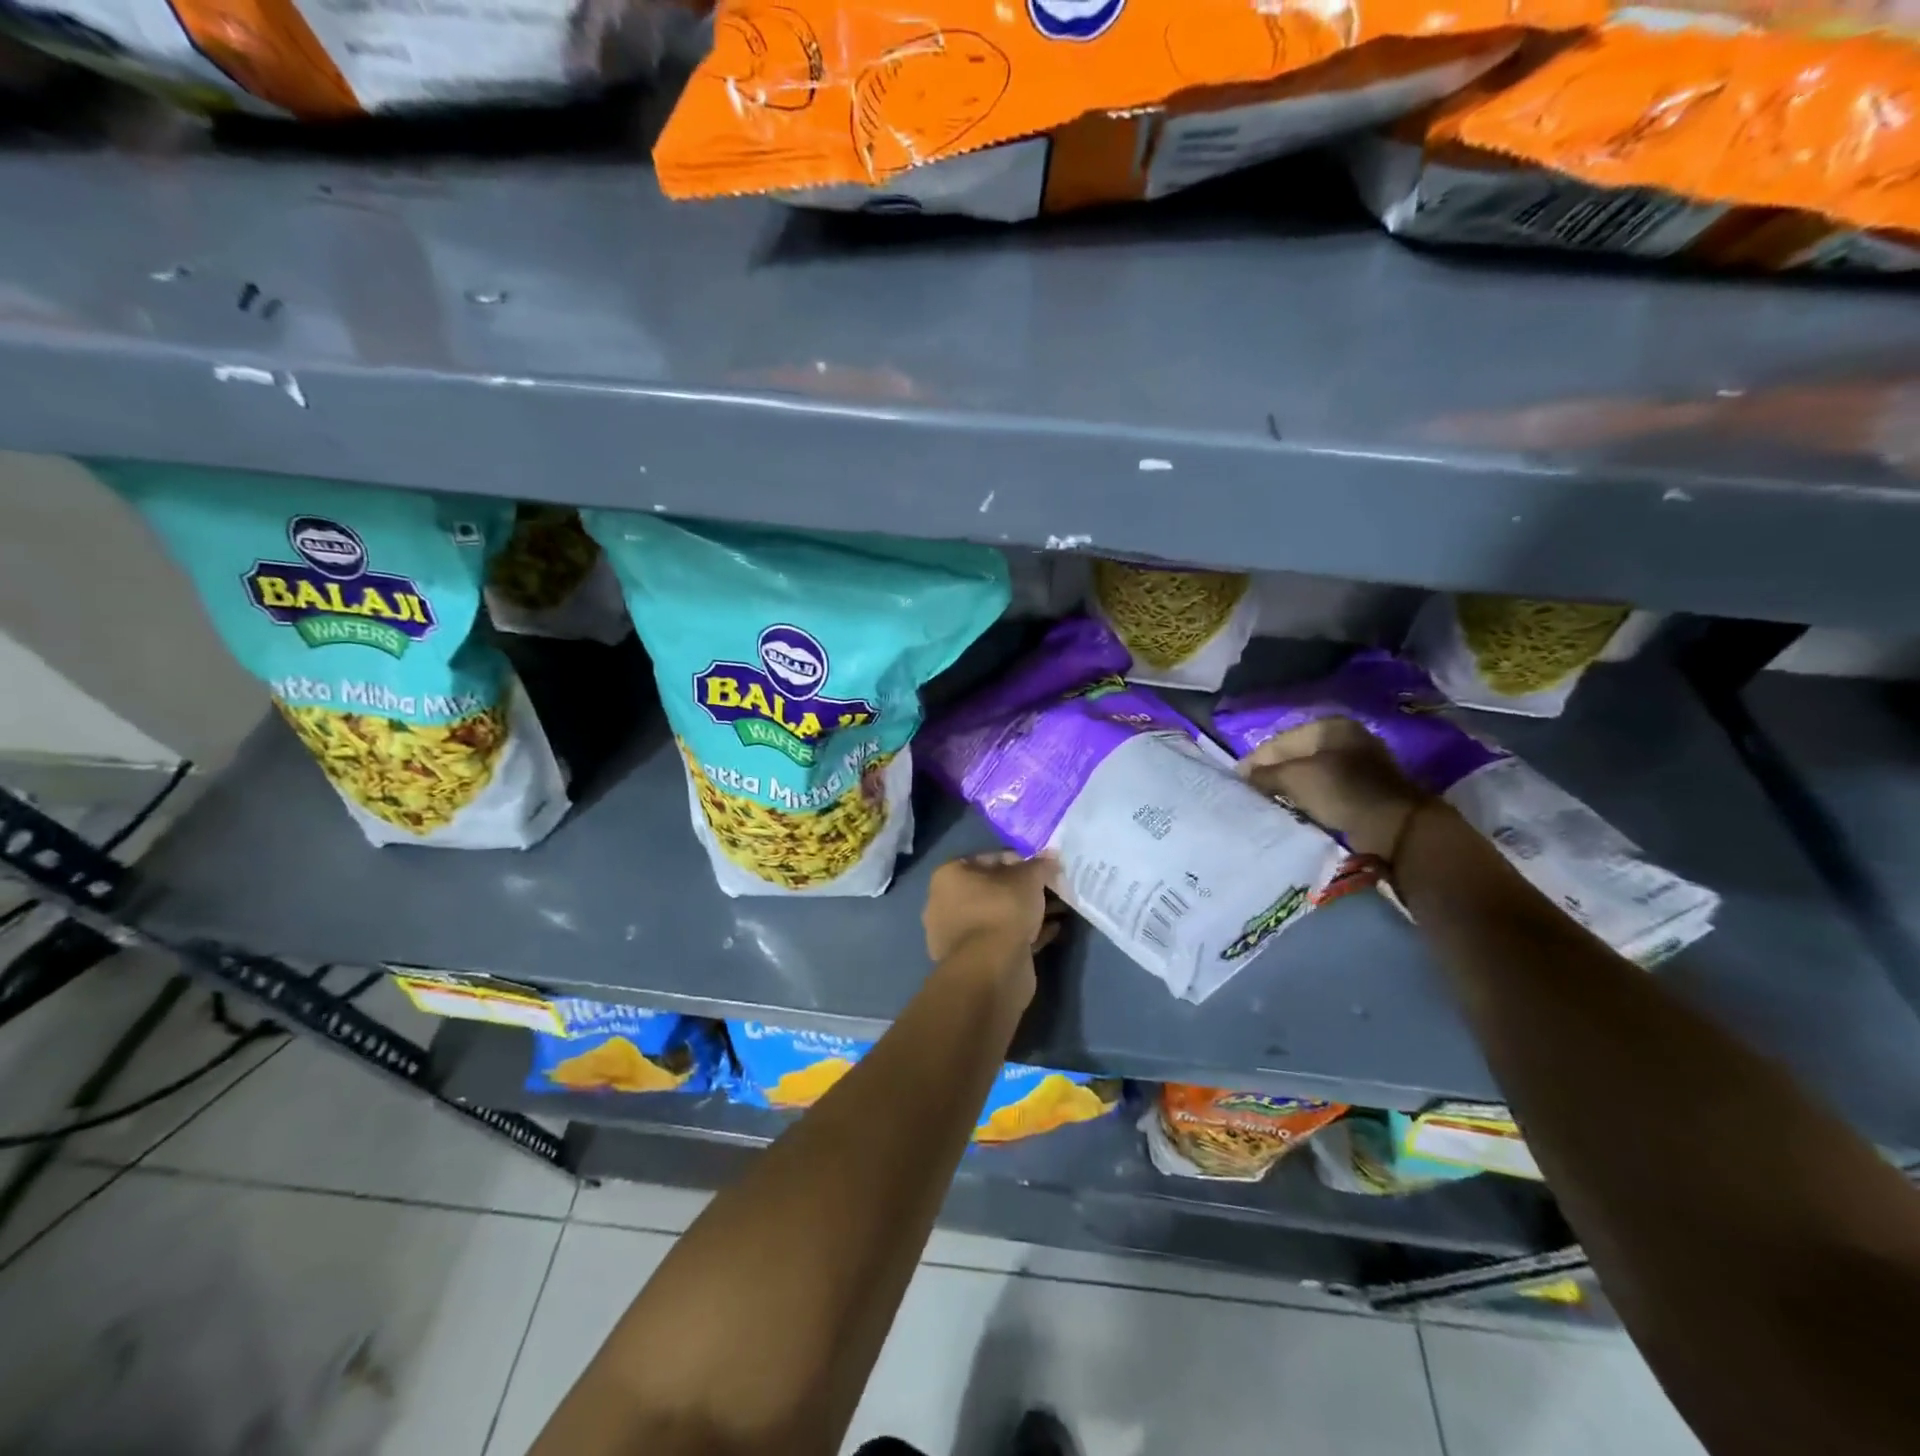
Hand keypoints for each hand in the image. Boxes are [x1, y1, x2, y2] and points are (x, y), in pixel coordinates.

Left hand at [923, 851, 1058, 964]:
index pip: (988, 858)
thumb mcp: (1028, 879)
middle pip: (993, 889)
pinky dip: (1026, 933)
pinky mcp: (973, 960)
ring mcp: (957, 935)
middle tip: (1052, 889)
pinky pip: (1003, 938)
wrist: (992, 969)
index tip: (1042, 867)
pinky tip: (1053, 930)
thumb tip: (1051, 855)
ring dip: (1027, 912)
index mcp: (949, 876)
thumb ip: (1040, 865)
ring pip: (999, 916)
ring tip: (1059, 910)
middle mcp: (945, 903)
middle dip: (1024, 889)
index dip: (1018, 860)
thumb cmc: (1003, 910)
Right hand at [1238, 717, 1430, 860]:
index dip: (1255, 760)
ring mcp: (1358, 763)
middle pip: (1295, 756)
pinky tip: (1296, 809)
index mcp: (1329, 726)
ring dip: (1289, 787)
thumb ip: (1264, 774)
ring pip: (1309, 773)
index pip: (1279, 741)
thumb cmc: (1341, 792)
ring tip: (1270, 803)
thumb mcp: (1294, 778)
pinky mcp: (1365, 788)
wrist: (1396, 828)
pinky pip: (1324, 788)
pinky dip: (1308, 797)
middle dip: (1272, 774)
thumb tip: (1244, 777)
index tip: (1237, 781)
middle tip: (1251, 793)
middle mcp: (1345, 738)